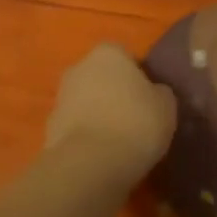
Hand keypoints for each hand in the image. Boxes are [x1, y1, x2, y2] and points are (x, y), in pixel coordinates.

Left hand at [44, 44, 177, 180]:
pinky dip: (87, 136)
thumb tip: (154, 93)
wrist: (90, 163)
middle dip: (114, 93)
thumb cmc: (135, 123)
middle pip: (101, 77)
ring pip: (86, 101)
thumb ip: (159, 92)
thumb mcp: (166, 106)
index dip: (138, 76)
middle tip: (135, 118)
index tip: (149, 98)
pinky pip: (76, 126)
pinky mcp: (50, 127)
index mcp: (108, 53)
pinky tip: (103, 155)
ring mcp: (61, 97)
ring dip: (99, 114)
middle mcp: (79, 67)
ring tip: (120, 141)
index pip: (125, 56)